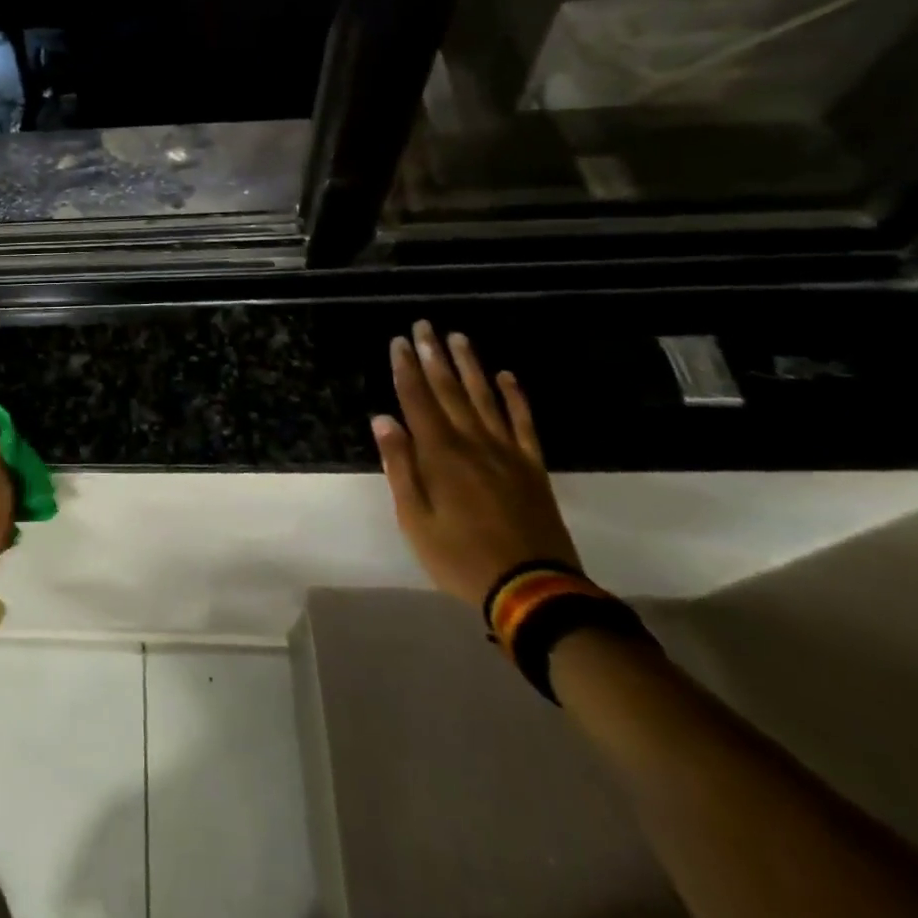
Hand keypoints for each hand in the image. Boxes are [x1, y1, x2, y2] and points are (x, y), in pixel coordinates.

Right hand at [371, 320, 581, 607]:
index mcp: (440, 455)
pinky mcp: (532, 467)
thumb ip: (400, 466)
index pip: (417, 400)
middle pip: (449, 390)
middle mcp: (473, 442)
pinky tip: (507, 376)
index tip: (398, 341)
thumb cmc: (460, 557)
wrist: (533, 591)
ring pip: (485, 398)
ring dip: (470, 366)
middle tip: (424, 326)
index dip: (406, 369)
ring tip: (459, 337)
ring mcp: (507, 452)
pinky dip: (515, 397)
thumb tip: (383, 420)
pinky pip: (523, 423)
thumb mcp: (415, 519)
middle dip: (433, 356)